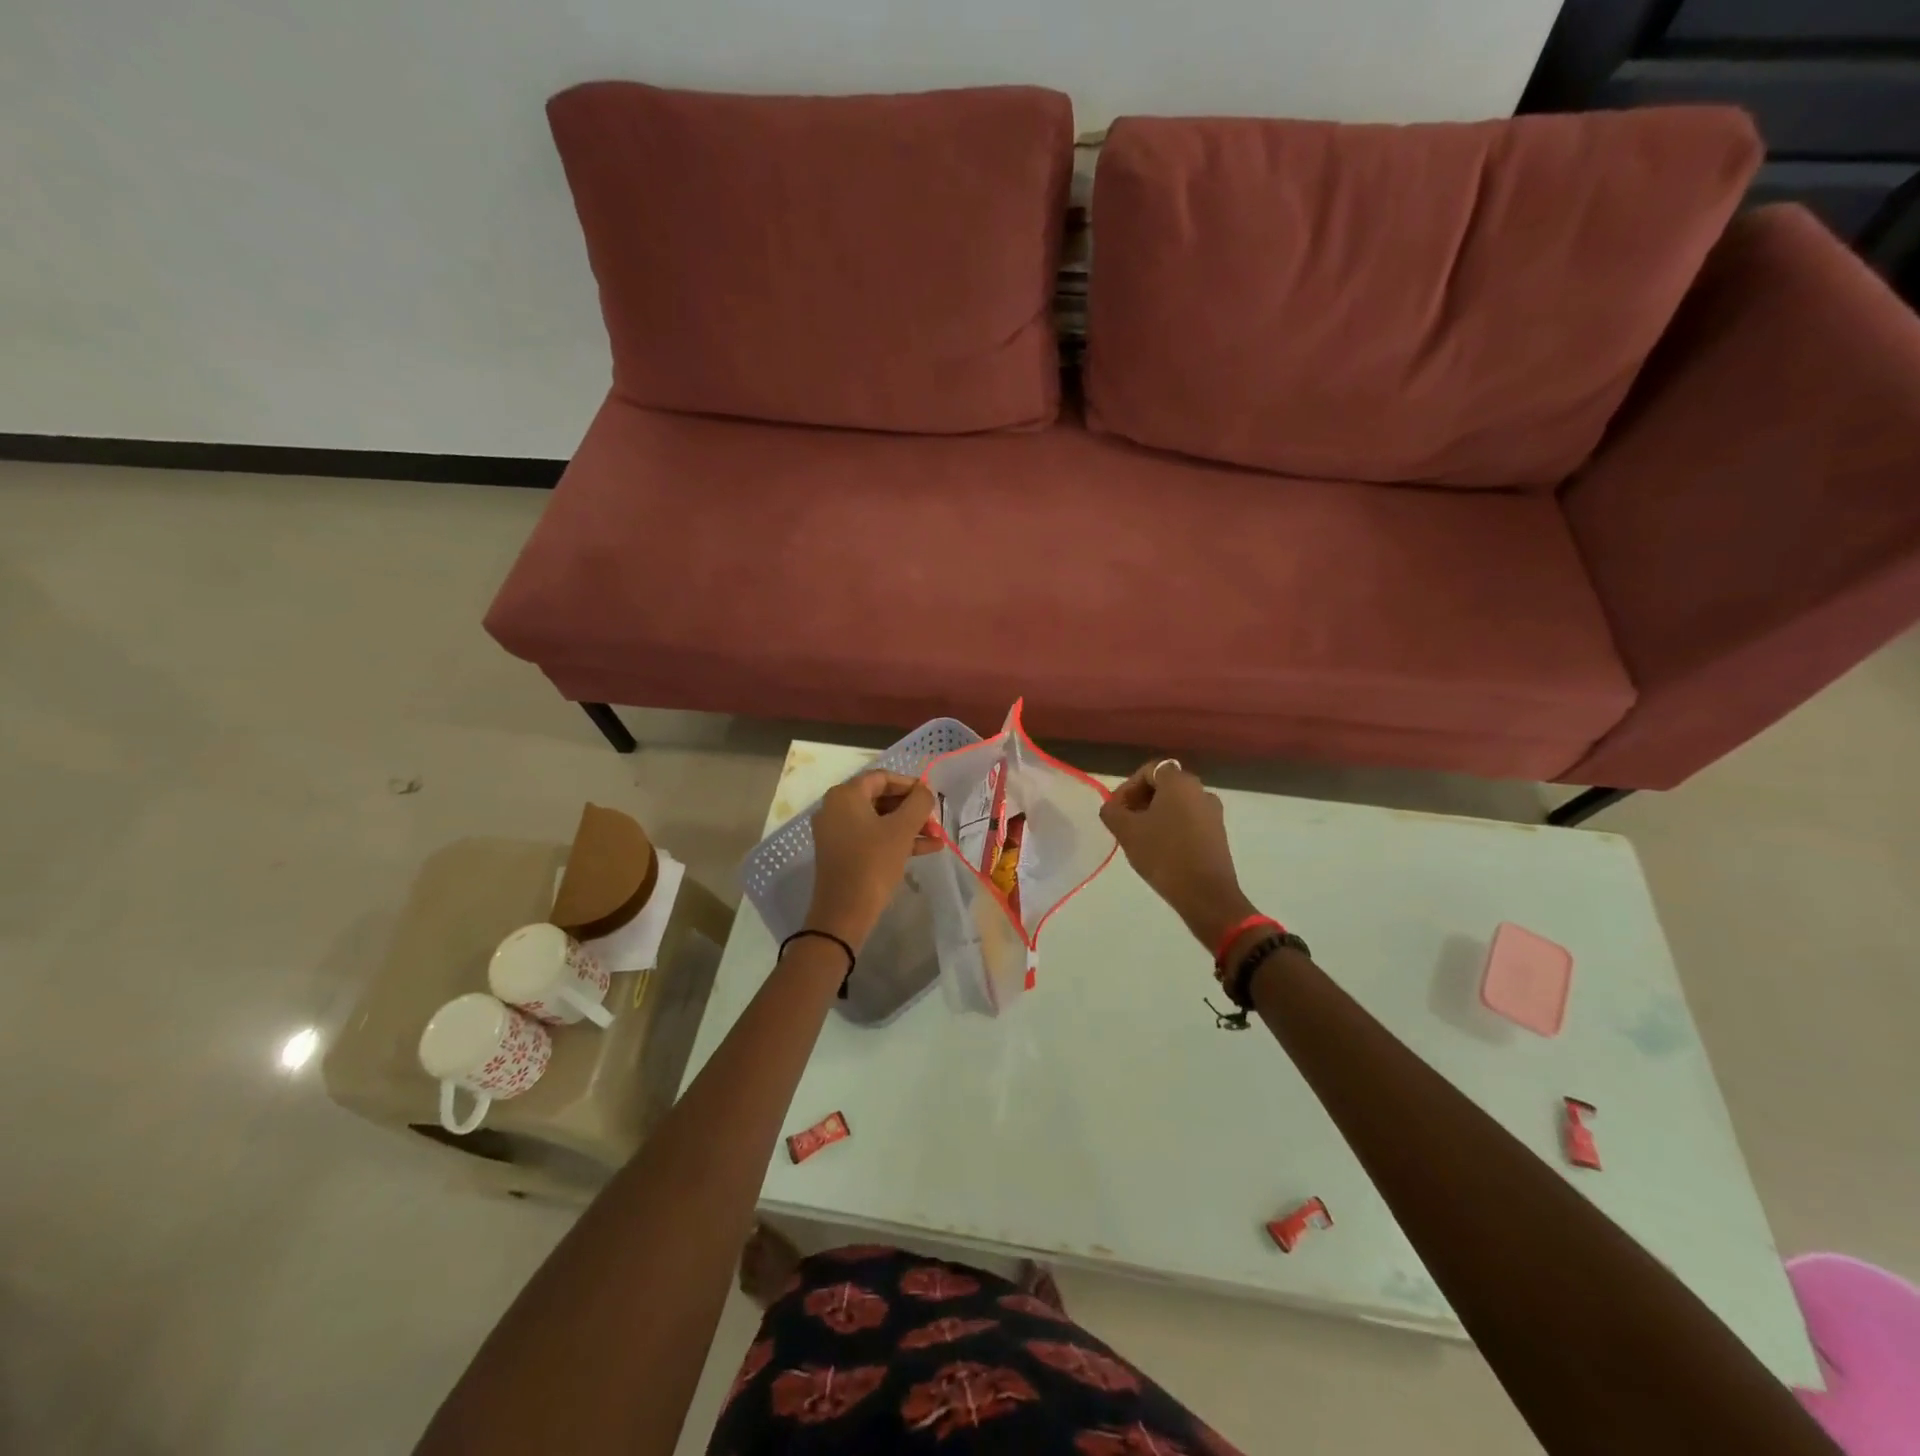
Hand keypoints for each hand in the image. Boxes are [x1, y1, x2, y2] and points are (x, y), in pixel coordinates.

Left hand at [805, 770, 938, 949]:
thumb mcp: (902, 830)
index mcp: (846, 795)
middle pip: (881, 798)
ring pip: (879, 820)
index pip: (883, 778)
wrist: (843, 912)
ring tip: (936, 837)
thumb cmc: (873, 863)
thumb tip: (925, 791)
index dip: (910, 784)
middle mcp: (836, 808)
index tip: (932, 797)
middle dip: (912, 809)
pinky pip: (873, 837)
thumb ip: (918, 803)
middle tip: (935, 820)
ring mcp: (837, 832)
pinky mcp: (842, 853)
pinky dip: (897, 840)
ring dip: (909, 826)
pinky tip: (927, 849)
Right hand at [1100, 760, 1256, 952]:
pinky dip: (1172, 827)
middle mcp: (1200, 790)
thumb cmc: (1163, 855)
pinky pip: (1189, 820)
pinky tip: (1159, 849)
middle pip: (1164, 785)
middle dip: (1140, 800)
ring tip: (1139, 838)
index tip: (1116, 810)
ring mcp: (1213, 813)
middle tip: (1124, 823)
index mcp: (1180, 782)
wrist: (1205, 894)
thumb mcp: (1127, 831)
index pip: (1149, 770)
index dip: (1127, 787)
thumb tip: (1112, 807)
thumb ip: (1112, 811)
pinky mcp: (1218, 834)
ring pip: (1177, 804)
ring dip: (1155, 815)